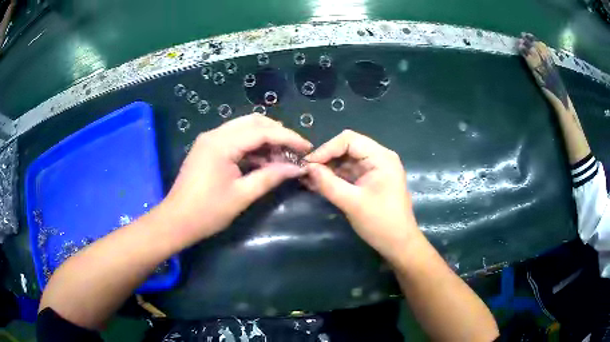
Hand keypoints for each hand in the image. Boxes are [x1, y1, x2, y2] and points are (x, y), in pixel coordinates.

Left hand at [161, 114, 311, 244]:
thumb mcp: (242, 195)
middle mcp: (215, 134)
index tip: (307, 148)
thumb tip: (297, 168)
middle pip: (253, 122)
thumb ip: (271, 177)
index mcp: (222, 143)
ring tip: (282, 157)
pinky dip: (252, 146)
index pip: (262, 131)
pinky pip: (235, 138)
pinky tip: (263, 160)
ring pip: (244, 128)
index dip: (288, 137)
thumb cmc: (207, 212)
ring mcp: (210, 139)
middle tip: (295, 150)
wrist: (176, 221)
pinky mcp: (208, 148)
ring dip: (265, 139)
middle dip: (277, 133)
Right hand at [305, 130, 419, 260]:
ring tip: (307, 179)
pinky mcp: (369, 180)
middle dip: (325, 159)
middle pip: (346, 148)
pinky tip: (317, 184)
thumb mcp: (352, 203)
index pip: (349, 140)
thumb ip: (328, 183)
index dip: (326, 149)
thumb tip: (307, 168)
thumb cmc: (380, 222)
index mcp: (381, 157)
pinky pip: (348, 173)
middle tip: (305, 172)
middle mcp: (378, 158)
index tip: (308, 164)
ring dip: (327, 169)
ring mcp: (374, 169)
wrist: (398, 244)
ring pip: (345, 161)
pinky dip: (333, 177)